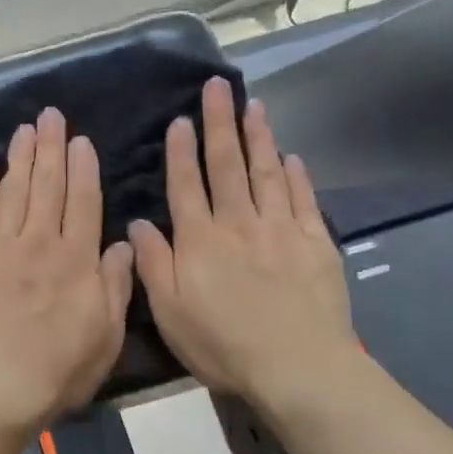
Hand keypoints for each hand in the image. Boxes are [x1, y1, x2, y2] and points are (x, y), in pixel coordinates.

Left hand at [0, 108, 134, 432]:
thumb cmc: (57, 370)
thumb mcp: (106, 336)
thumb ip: (116, 286)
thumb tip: (122, 243)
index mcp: (76, 259)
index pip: (83, 201)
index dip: (83, 167)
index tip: (80, 140)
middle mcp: (38, 241)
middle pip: (47, 185)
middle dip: (50, 146)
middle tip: (50, 115)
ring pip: (12, 190)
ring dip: (20, 157)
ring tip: (24, 129)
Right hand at [128, 78, 359, 413]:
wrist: (297, 366)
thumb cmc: (223, 344)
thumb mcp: (170, 312)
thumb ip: (153, 264)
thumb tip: (136, 223)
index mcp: (201, 240)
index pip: (187, 186)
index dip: (181, 152)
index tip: (181, 120)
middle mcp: (239, 223)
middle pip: (228, 166)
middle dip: (220, 124)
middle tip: (217, 87)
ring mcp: (281, 229)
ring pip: (266, 173)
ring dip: (259, 137)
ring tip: (254, 106)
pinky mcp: (316, 243)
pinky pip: (303, 199)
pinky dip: (296, 176)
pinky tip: (291, 157)